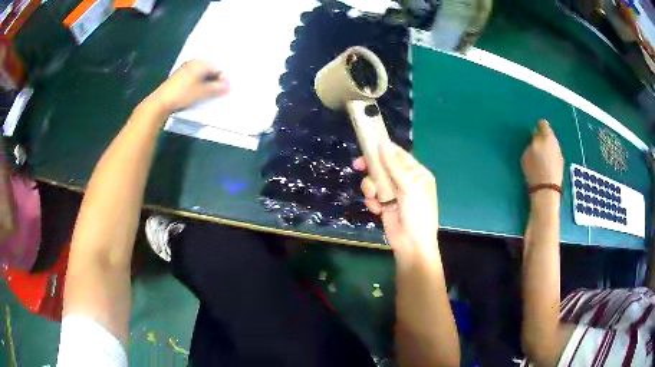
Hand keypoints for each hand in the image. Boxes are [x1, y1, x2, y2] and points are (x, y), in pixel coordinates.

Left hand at [148, 60, 229, 114]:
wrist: (161, 102)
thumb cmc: (183, 94)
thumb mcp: (203, 92)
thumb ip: (218, 88)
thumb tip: (229, 85)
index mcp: (200, 63)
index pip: (218, 68)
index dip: (222, 79)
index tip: (223, 91)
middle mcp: (193, 62)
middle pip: (210, 70)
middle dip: (215, 81)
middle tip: (216, 93)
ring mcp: (185, 69)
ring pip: (202, 75)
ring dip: (206, 84)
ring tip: (207, 95)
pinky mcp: (179, 77)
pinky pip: (194, 78)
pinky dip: (198, 85)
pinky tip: (197, 94)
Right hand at [354, 142, 439, 267]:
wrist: (411, 245)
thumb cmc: (417, 214)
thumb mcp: (409, 188)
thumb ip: (395, 166)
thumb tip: (383, 143)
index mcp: (417, 174)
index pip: (398, 155)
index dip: (383, 149)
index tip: (367, 144)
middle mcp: (405, 180)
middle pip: (384, 166)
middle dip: (372, 167)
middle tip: (358, 166)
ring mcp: (394, 193)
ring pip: (375, 180)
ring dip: (371, 187)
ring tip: (373, 197)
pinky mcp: (385, 204)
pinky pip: (373, 195)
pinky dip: (372, 201)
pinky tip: (377, 209)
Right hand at [521, 120, 563, 186]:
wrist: (547, 190)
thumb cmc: (534, 169)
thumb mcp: (527, 153)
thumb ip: (531, 142)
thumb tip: (534, 137)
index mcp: (547, 136)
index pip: (543, 124)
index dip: (538, 126)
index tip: (533, 132)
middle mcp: (556, 142)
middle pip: (549, 135)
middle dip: (543, 138)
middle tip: (535, 145)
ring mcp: (560, 154)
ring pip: (552, 146)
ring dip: (547, 148)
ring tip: (540, 156)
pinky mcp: (561, 165)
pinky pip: (554, 156)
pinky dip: (550, 158)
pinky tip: (545, 165)